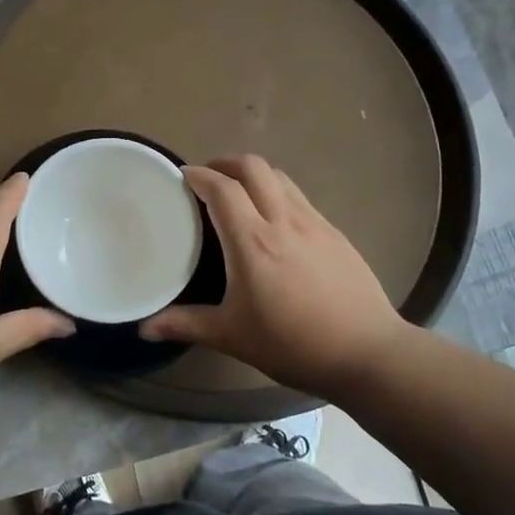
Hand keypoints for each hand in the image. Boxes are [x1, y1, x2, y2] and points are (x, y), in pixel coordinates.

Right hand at [141, 155, 410, 397]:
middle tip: (208, 177)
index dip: (199, 175)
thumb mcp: (233, 336)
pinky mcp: (335, 233)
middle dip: (226, 162)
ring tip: (239, 191)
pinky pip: (299, 197)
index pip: (222, 189)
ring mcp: (314, 223)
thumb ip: (186, 325)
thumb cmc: (294, 344)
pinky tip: (275, 219)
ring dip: (254, 174)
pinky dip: (278, 192)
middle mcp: (283, 220)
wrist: (369, 352)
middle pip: (253, 167)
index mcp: (253, 241)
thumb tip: (145, 328)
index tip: (182, 176)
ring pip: (280, 177)